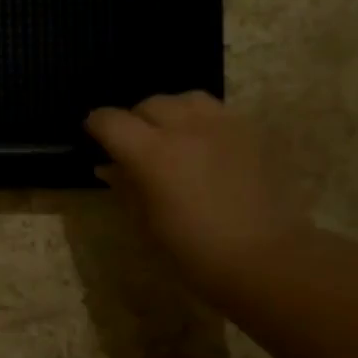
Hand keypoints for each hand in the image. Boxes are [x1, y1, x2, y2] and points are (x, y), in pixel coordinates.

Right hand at [85, 93, 311, 299]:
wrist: (265, 258)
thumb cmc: (194, 252)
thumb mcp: (147, 223)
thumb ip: (126, 186)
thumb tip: (110, 166)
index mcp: (152, 154)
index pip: (111, 121)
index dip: (97, 125)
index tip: (93, 136)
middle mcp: (186, 127)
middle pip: (149, 104)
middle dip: (134, 120)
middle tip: (133, 144)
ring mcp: (223, 124)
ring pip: (186, 99)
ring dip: (170, 113)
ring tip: (171, 136)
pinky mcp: (251, 130)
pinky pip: (217, 111)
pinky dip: (201, 121)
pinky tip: (204, 146)